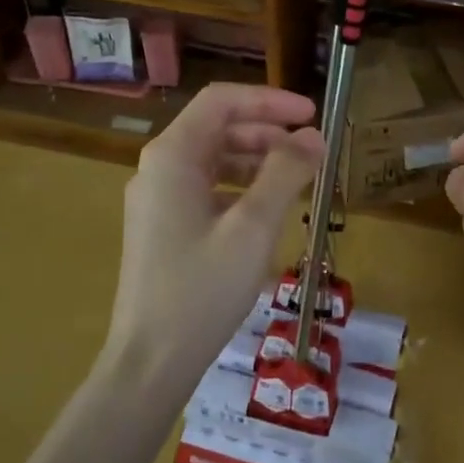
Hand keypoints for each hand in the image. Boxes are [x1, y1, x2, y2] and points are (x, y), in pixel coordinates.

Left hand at [106, 82, 324, 385]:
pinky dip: (240, 187)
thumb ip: (285, 173)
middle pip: (217, 127)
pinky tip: (268, 209)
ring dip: (257, 159)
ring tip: (298, 177)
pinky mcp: (162, 226)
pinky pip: (206, 188)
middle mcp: (159, 168)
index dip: (270, 100)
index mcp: (172, 156)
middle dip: (267, 130)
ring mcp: (157, 198)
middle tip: (312, 149)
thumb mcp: (253, 228)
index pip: (222, 101)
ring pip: (213, 158)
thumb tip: (313, 135)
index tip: (312, 114)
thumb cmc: (202, 289)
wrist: (150, 362)